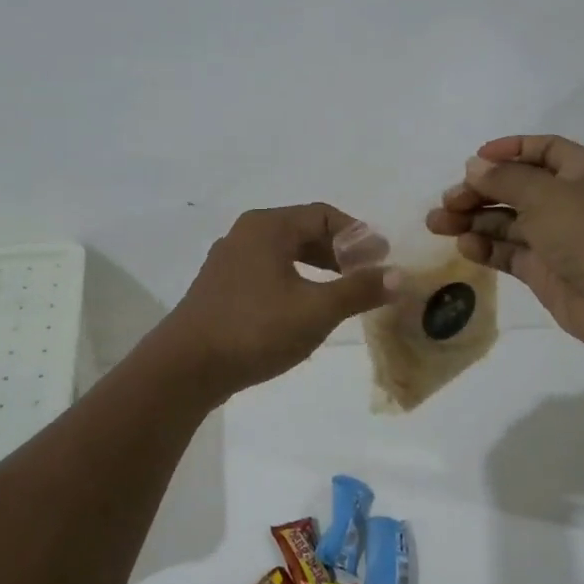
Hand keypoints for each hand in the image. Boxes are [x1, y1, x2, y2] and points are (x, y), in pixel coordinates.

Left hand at [157, 204, 392, 395]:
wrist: (185, 367)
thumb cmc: (254, 329)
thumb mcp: (316, 310)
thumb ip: (358, 290)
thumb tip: (398, 275)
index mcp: (268, 226)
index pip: (324, 215)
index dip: (358, 234)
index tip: (381, 259)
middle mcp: (246, 234)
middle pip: (303, 231)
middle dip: (339, 252)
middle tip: (366, 276)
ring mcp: (229, 260)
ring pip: (284, 253)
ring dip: (317, 268)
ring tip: (341, 293)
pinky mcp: (220, 287)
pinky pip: (267, 272)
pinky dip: (294, 281)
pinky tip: (304, 309)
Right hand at [427, 135, 583, 355]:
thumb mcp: (545, 194)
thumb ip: (504, 179)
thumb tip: (474, 167)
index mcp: (583, 170)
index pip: (541, 150)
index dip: (507, 151)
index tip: (473, 161)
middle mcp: (571, 200)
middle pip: (517, 187)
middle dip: (479, 191)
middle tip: (447, 201)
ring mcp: (557, 237)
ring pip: (508, 221)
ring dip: (473, 220)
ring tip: (438, 224)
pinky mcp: (545, 269)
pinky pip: (510, 252)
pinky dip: (487, 247)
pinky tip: (464, 246)